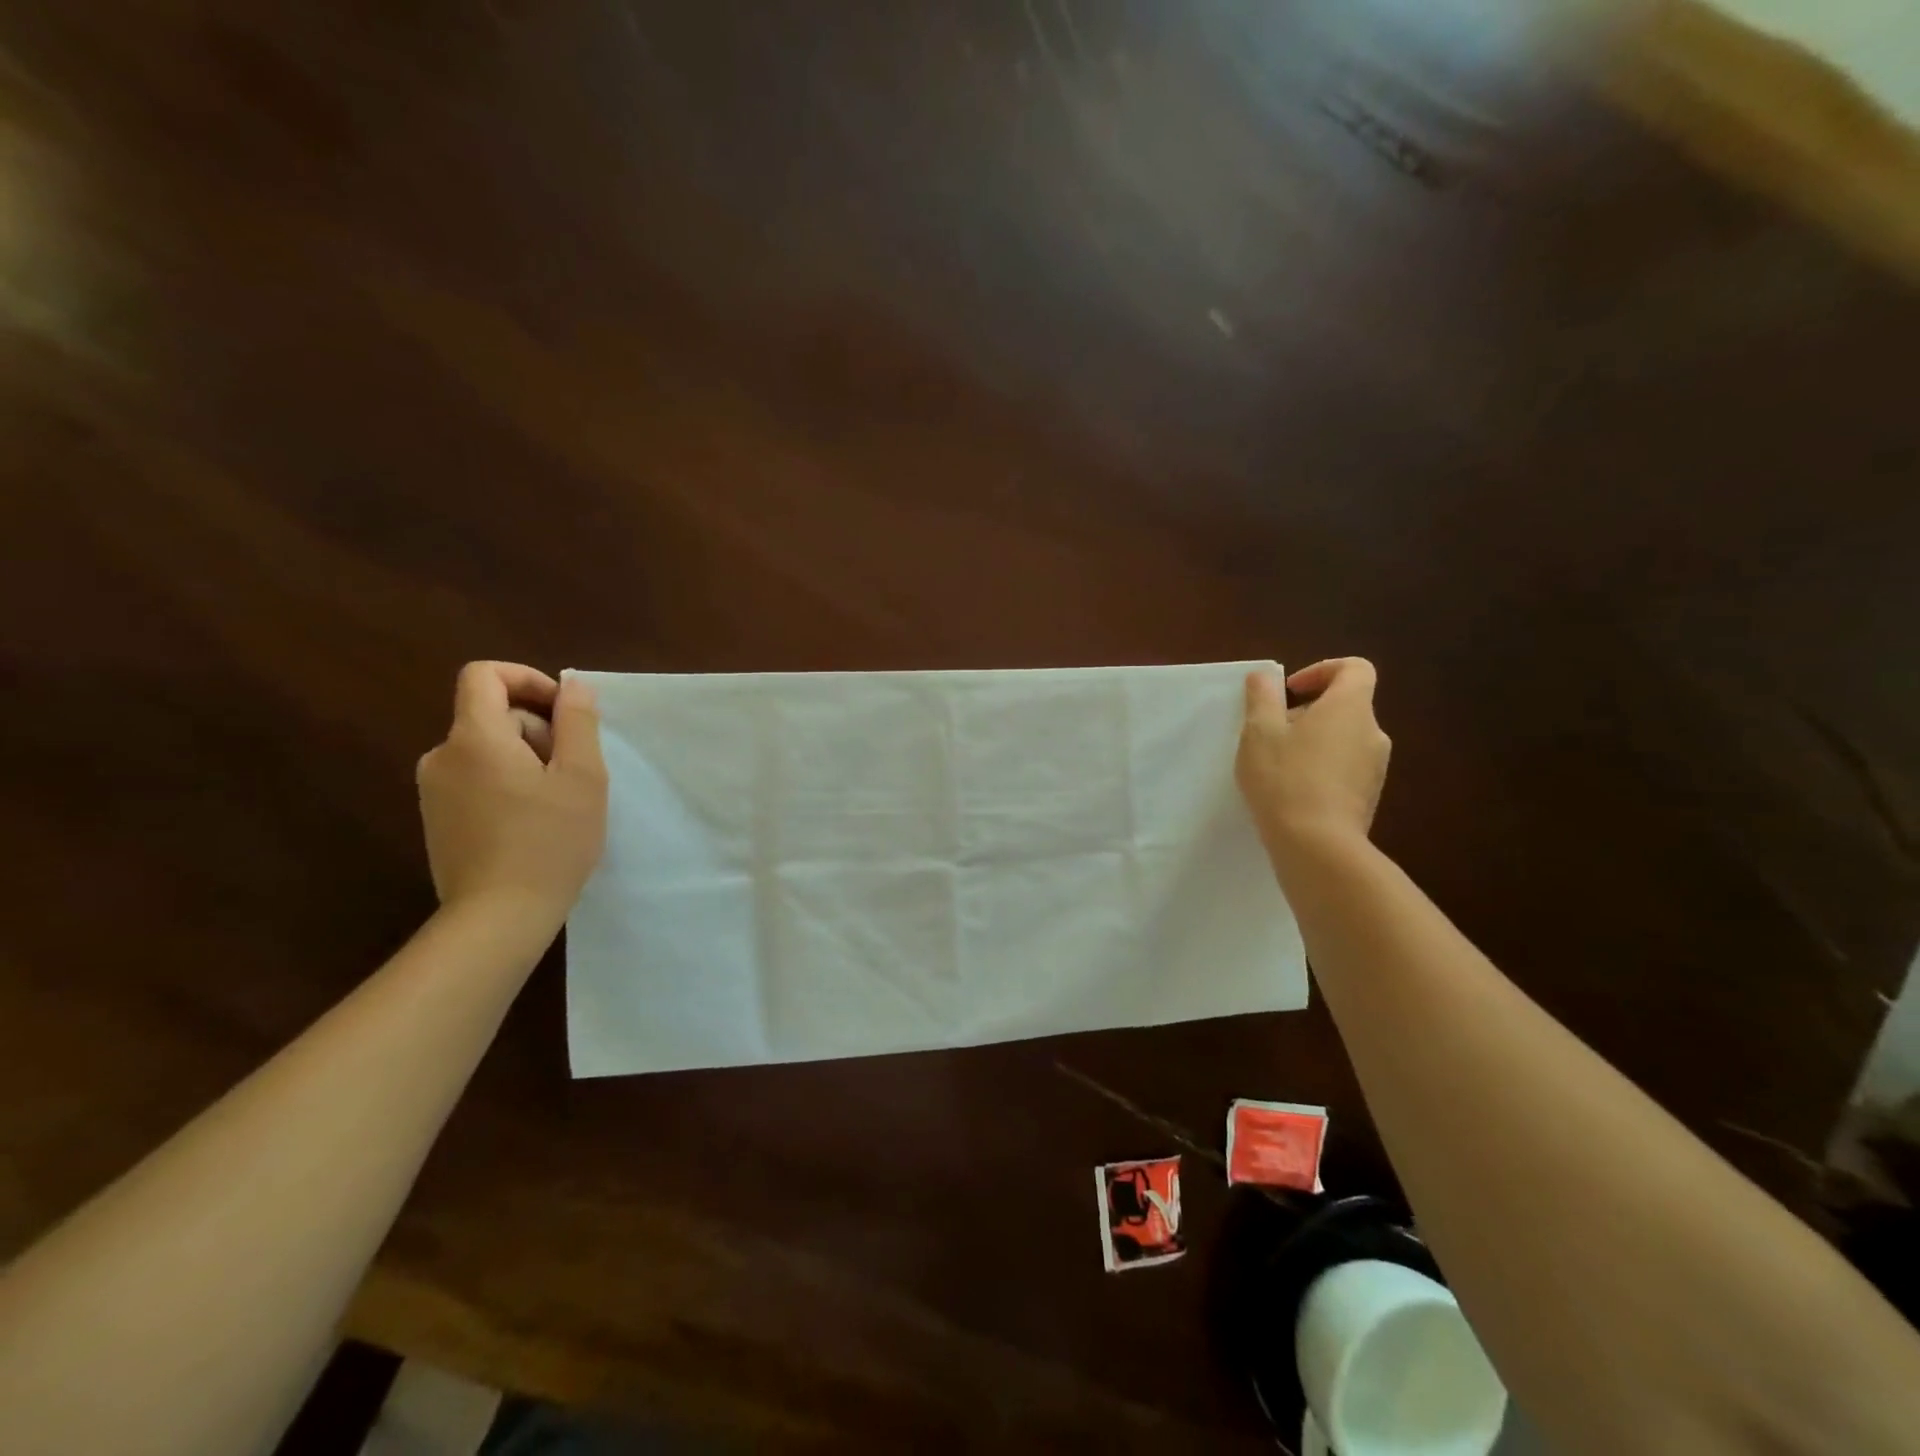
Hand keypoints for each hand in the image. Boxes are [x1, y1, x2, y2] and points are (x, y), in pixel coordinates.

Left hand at [416, 662, 607, 928]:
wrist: (498, 917)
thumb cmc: (549, 841)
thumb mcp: (582, 776)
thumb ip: (577, 721)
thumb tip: (572, 684)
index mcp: (474, 738)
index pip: (484, 675)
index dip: (528, 679)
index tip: (564, 711)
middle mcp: (442, 756)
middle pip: (492, 715)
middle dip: (538, 730)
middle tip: (573, 773)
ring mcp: (434, 791)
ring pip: (488, 750)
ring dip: (528, 760)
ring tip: (558, 802)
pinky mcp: (438, 820)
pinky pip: (477, 779)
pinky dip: (508, 784)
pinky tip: (534, 823)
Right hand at [1237, 658, 1390, 855]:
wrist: (1316, 844)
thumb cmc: (1284, 778)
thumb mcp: (1259, 732)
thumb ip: (1262, 698)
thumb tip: (1263, 677)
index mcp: (1350, 708)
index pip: (1355, 669)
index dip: (1322, 670)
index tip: (1290, 691)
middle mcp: (1372, 732)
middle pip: (1346, 705)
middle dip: (1308, 711)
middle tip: (1273, 731)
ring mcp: (1376, 767)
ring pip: (1344, 738)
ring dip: (1314, 741)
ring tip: (1278, 764)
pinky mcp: (1369, 796)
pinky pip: (1346, 767)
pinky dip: (1322, 767)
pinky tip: (1292, 790)